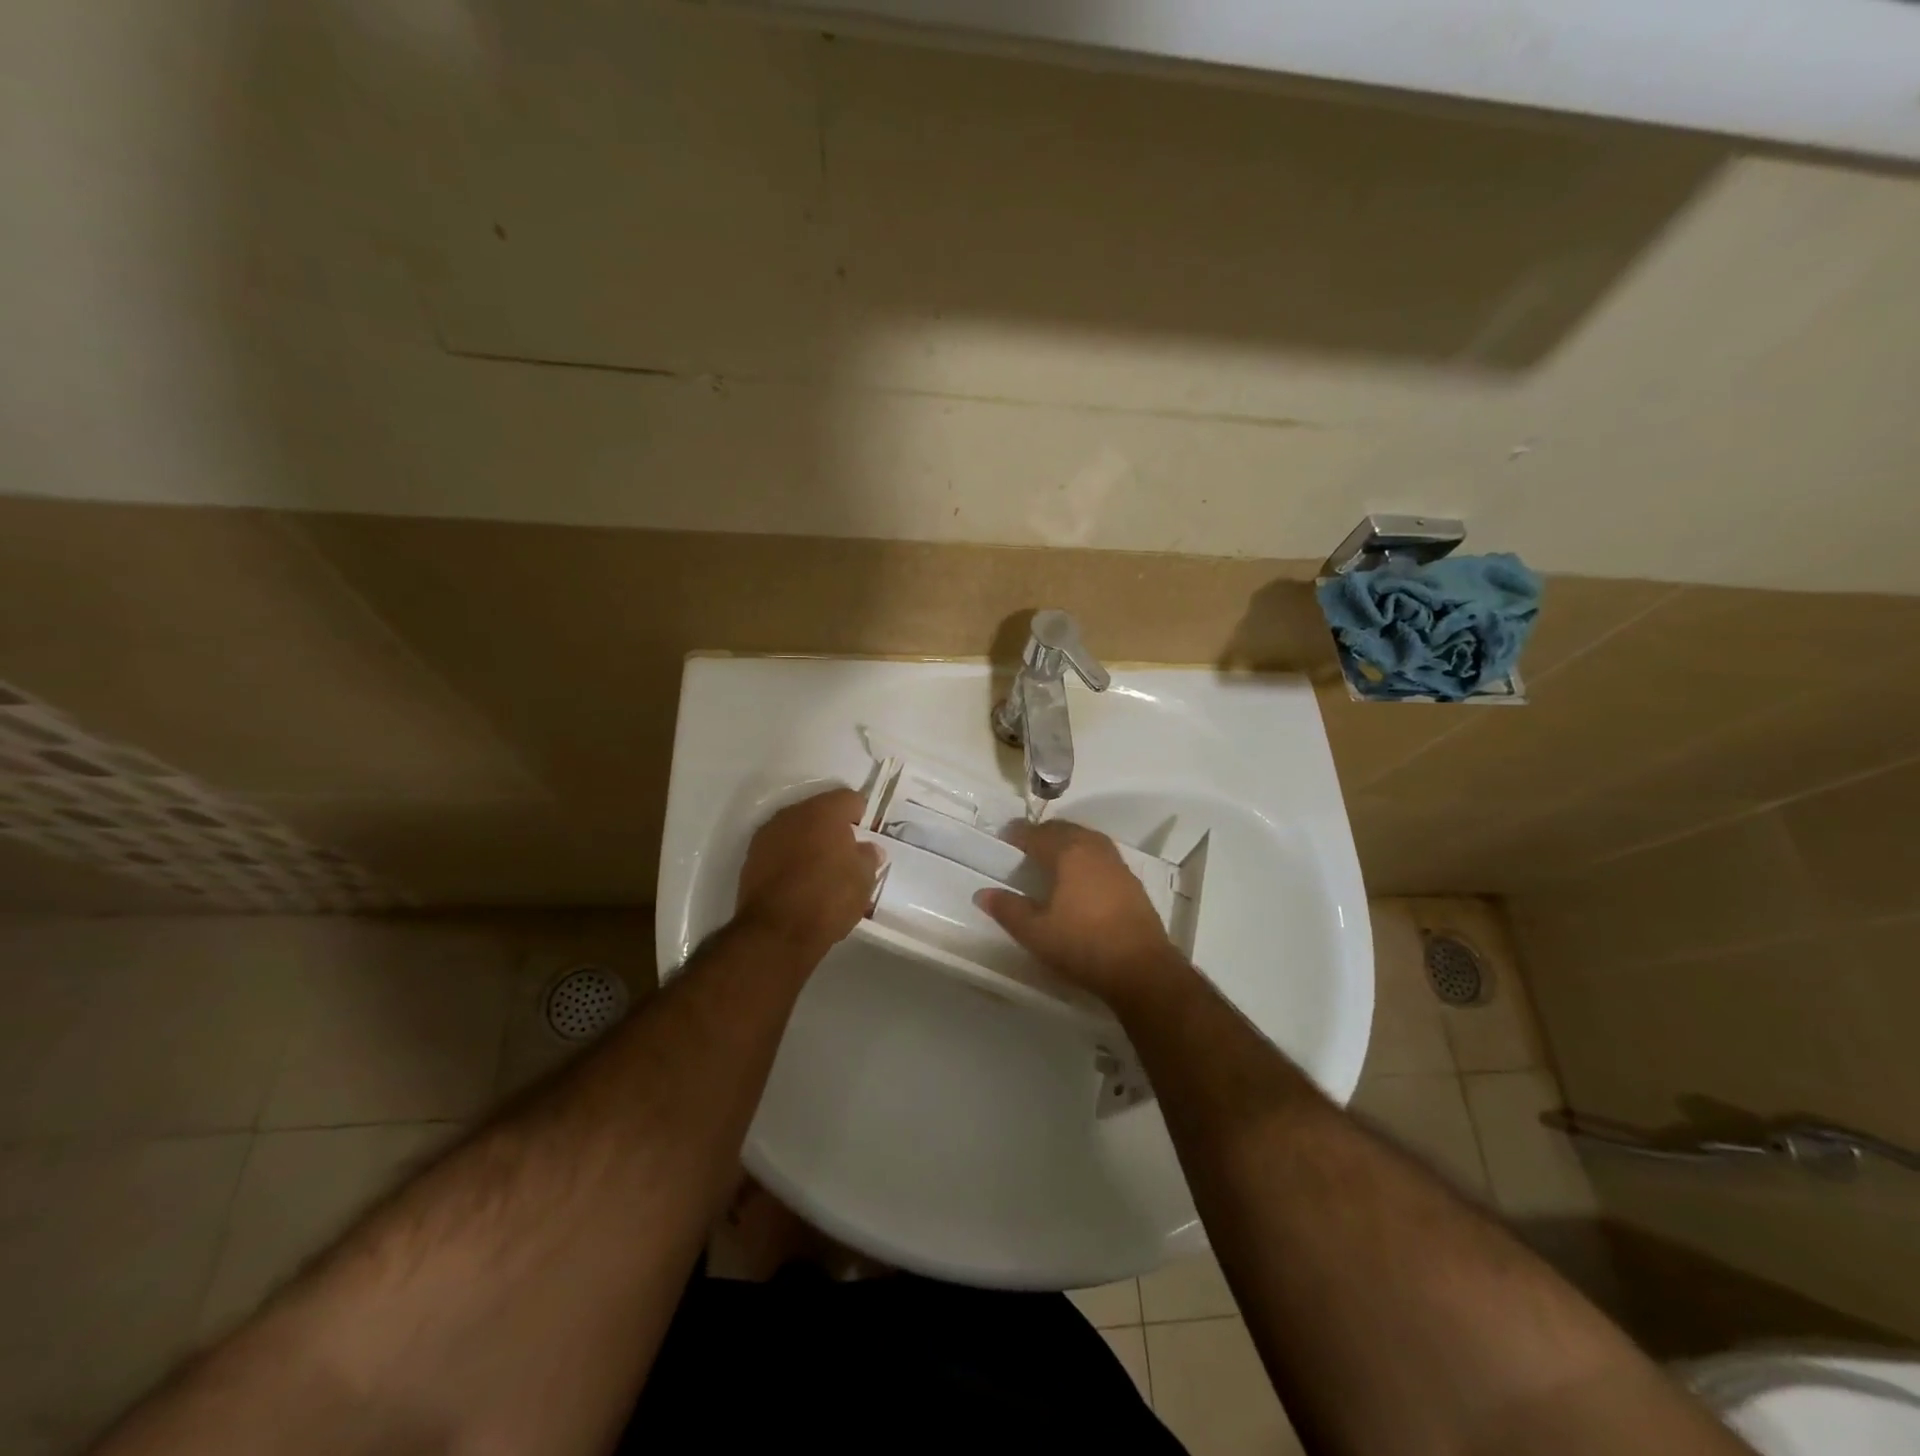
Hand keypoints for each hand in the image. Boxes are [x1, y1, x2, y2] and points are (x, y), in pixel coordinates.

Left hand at [736, 787, 881, 963]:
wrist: (776, 933)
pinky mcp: (750, 858)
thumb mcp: (864, 879)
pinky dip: (790, 859)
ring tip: (820, 872)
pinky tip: (799, 883)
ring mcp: (767, 835)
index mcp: (825, 811)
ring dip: (809, 843)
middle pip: (820, 812)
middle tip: (845, 856)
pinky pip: (779, 850)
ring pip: (797, 830)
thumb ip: (868, 856)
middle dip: (833, 829)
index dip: (861, 817)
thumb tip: (867, 849)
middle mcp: (793, 814)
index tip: (866, 839)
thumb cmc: (828, 899)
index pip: (850, 799)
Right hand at [975, 820, 1181, 1004]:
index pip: (1036, 833)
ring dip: (1065, 844)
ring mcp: (1116, 862)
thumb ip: (1007, 909)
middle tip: (1024, 850)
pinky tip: (1078, 880)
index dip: (1017, 834)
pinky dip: (1083, 858)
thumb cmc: (1082, 944)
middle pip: (1063, 830)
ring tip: (1049, 861)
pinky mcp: (1131, 881)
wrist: (1141, 968)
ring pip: (1084, 840)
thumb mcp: (1035, 932)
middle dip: (1042, 835)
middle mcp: (1093, 847)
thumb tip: (982, 894)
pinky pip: (1099, 856)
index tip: (1003, 840)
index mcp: (1068, 851)